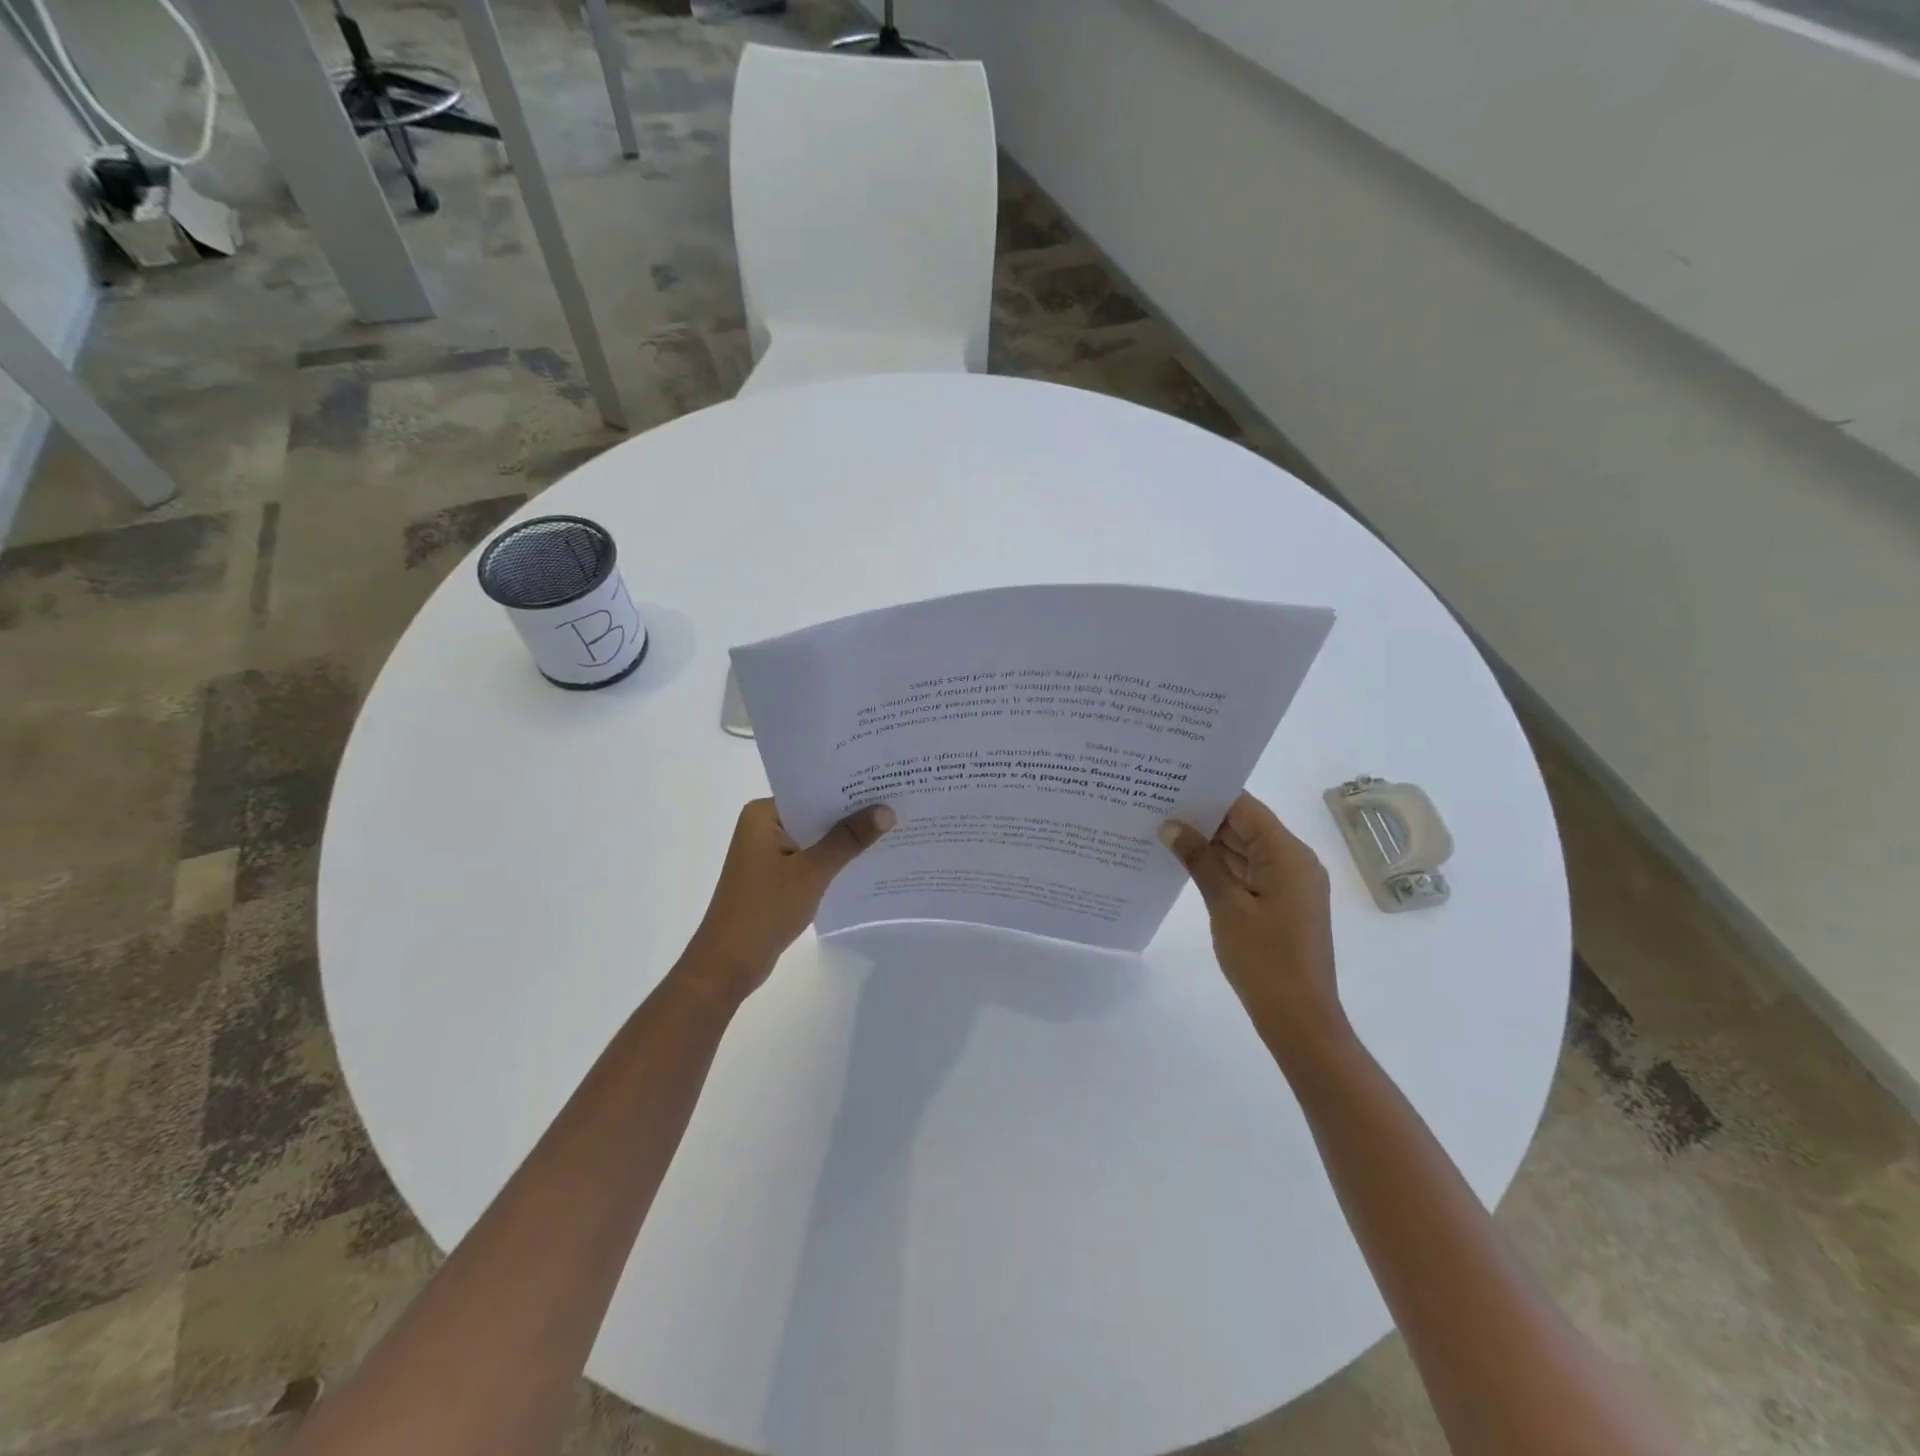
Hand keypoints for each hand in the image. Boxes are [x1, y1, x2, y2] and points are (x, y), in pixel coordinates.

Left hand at [681, 798, 894, 1005]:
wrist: (728, 964)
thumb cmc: (764, 909)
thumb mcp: (812, 871)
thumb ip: (848, 839)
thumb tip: (886, 810)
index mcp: (763, 814)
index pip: (812, 790)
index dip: (849, 788)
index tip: (886, 782)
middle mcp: (763, 826)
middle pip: (816, 812)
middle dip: (852, 812)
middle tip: (897, 802)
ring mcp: (768, 852)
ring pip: (815, 836)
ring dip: (844, 838)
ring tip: (891, 828)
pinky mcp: (775, 875)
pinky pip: (810, 857)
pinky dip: (833, 859)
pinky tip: (866, 859)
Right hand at [1159, 792, 1345, 1049]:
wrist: (1299, 1018)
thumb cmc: (1264, 959)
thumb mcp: (1226, 906)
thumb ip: (1199, 861)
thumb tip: (1171, 825)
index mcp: (1288, 855)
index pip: (1245, 808)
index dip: (1209, 795)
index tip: (1170, 786)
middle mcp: (1294, 862)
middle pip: (1246, 826)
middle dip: (1204, 819)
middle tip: (1158, 806)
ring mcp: (1289, 884)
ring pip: (1245, 850)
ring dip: (1210, 844)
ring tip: (1164, 830)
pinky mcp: (1282, 903)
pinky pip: (1248, 872)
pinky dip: (1221, 867)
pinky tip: (1187, 864)